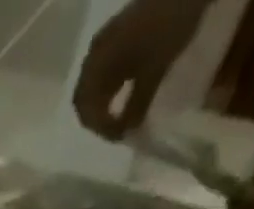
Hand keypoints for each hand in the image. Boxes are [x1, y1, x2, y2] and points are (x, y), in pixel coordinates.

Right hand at [73, 0, 212, 139]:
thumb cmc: (169, 26)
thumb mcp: (155, 70)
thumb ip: (137, 105)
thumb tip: (128, 133)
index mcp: (97, 64)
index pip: (86, 109)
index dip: (101, 128)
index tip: (121, 137)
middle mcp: (94, 55)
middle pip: (85, 99)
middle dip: (99, 119)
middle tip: (118, 131)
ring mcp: (104, 44)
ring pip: (94, 86)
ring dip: (104, 106)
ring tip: (122, 116)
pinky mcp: (117, 36)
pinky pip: (105, 72)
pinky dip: (111, 90)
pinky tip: (125, 94)